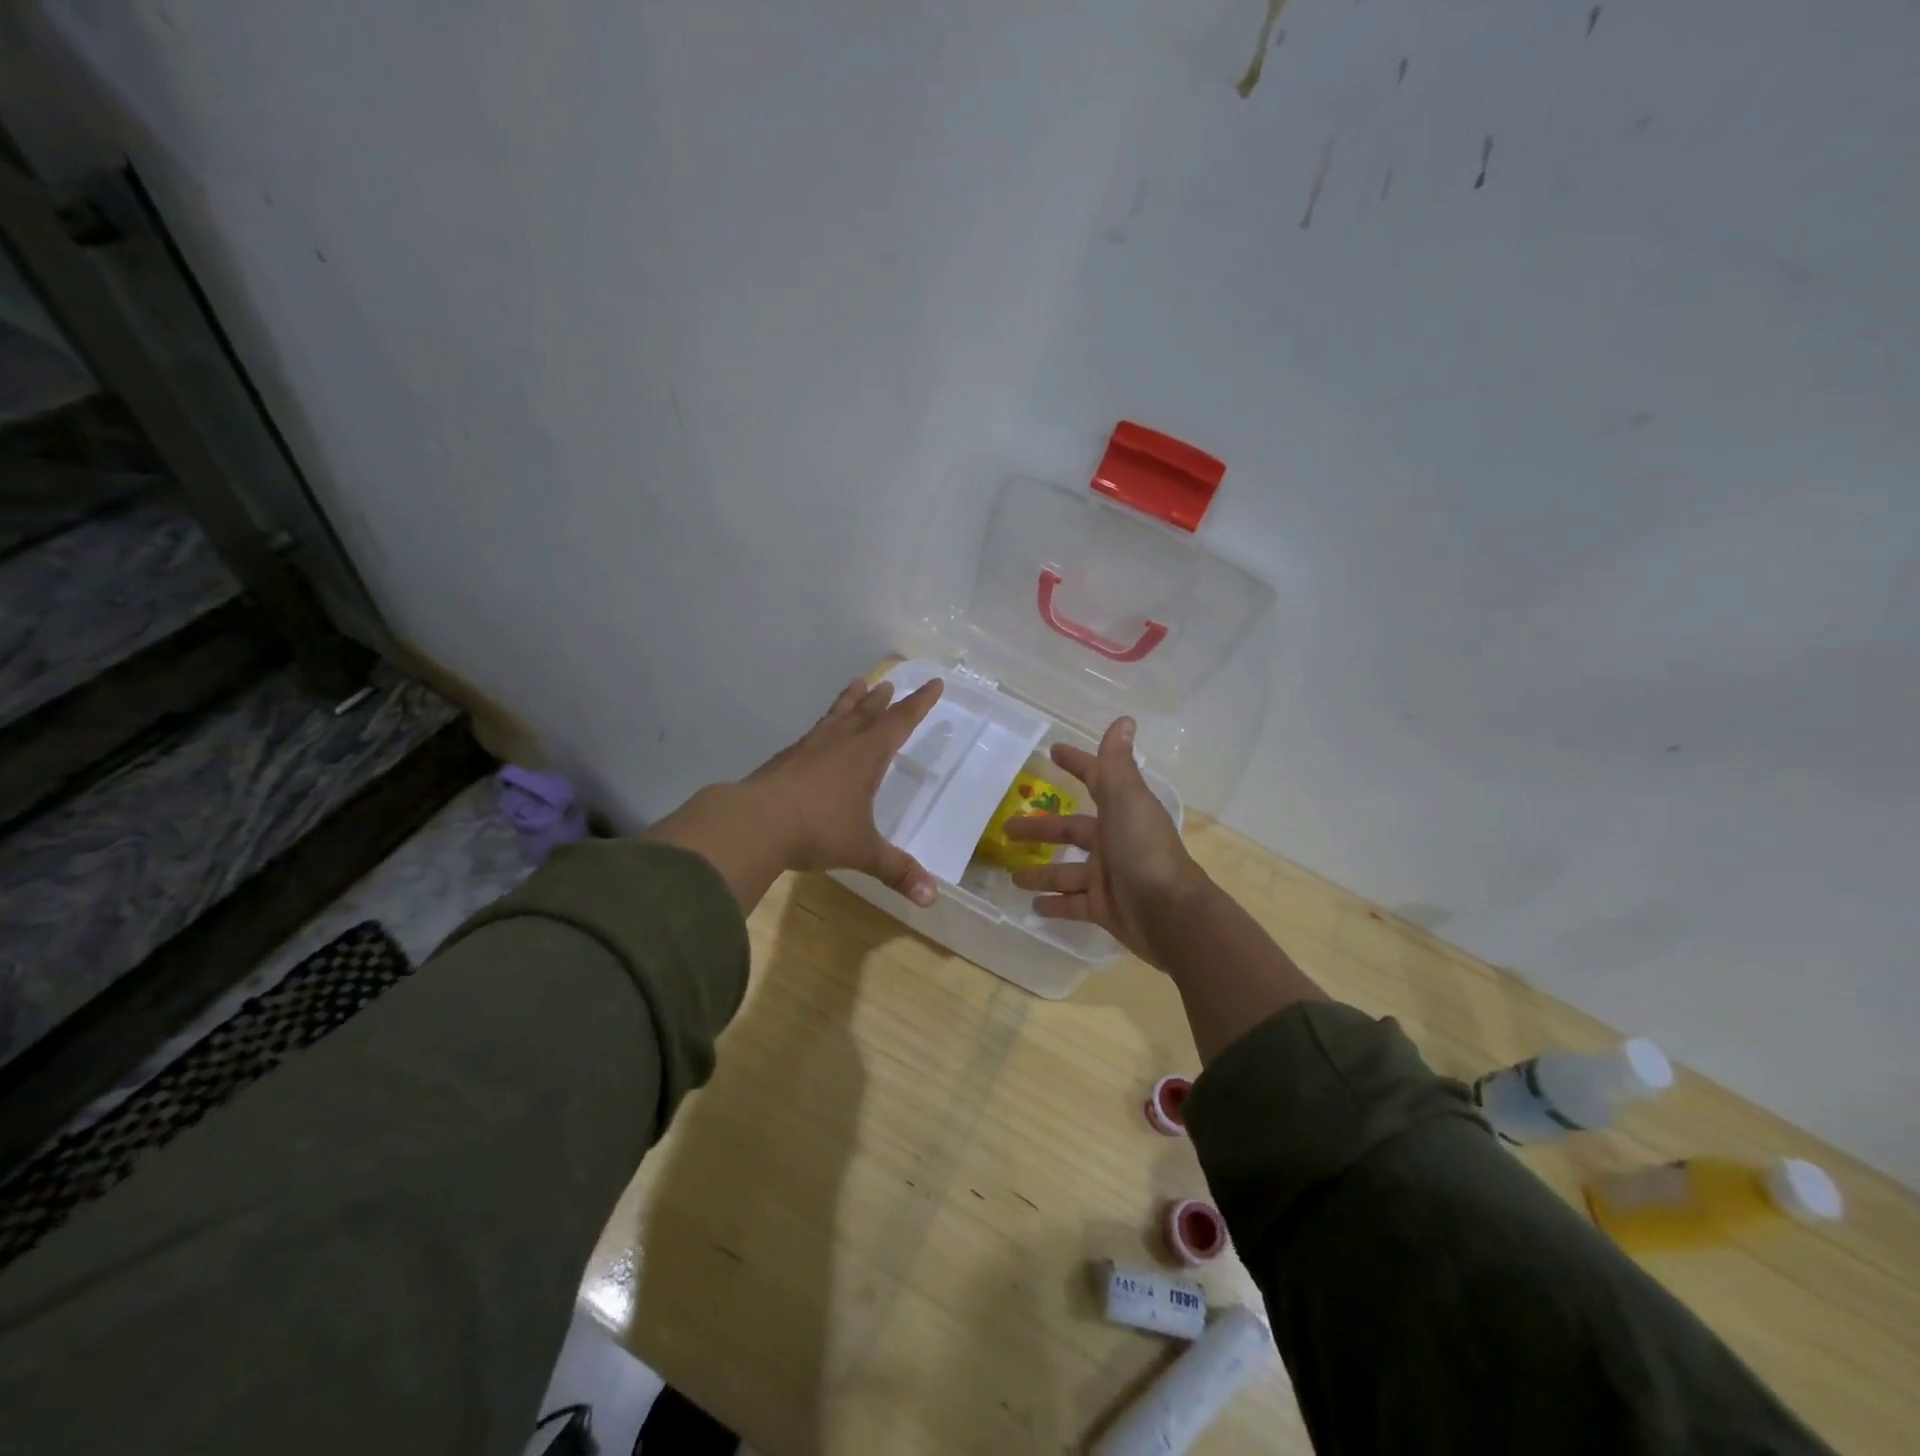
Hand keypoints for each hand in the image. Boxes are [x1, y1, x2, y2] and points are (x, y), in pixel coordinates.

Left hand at [744, 675, 944, 903]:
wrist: (754, 822)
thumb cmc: (817, 830)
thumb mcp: (862, 851)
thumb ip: (896, 870)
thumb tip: (931, 898)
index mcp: (866, 755)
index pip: (900, 721)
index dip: (919, 704)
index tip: (934, 683)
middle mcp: (840, 742)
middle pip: (866, 712)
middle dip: (882, 700)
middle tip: (889, 684)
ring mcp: (809, 747)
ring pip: (836, 715)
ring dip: (850, 700)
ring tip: (856, 683)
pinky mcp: (785, 758)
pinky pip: (813, 732)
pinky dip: (824, 724)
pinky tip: (819, 734)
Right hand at [1003, 717, 1206, 968]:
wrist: (1169, 914)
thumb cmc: (1143, 850)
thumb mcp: (1127, 800)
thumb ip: (1117, 764)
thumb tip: (1124, 720)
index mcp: (1121, 811)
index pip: (1094, 780)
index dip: (1076, 764)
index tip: (1052, 752)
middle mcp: (1115, 841)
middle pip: (1070, 830)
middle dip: (1040, 828)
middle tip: (1006, 828)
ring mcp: (1109, 877)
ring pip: (1066, 871)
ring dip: (1040, 872)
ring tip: (1010, 876)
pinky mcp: (1104, 908)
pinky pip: (1072, 904)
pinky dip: (1053, 905)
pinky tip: (1030, 908)